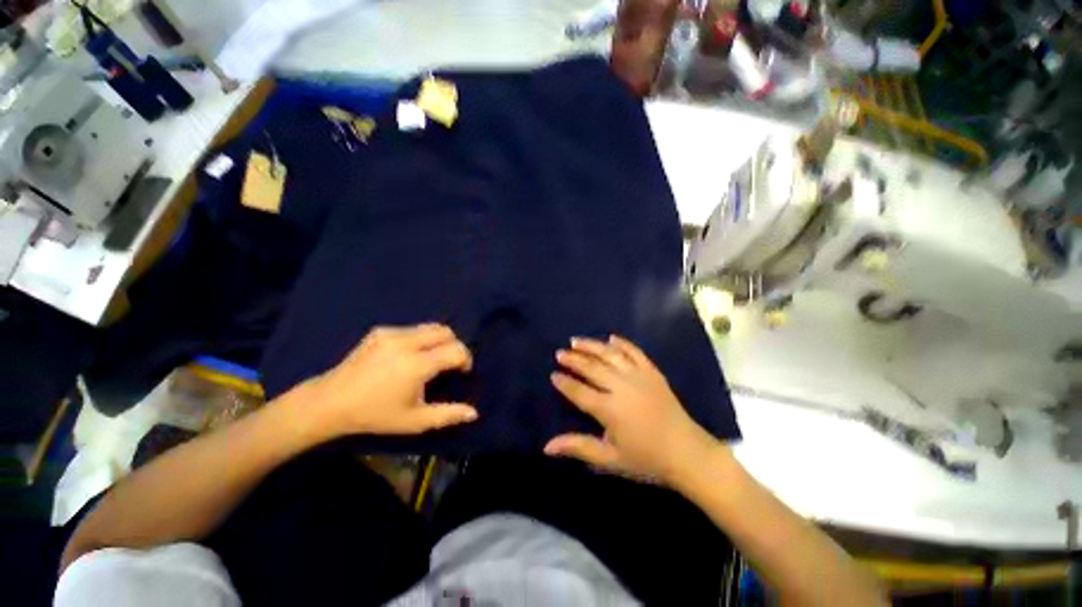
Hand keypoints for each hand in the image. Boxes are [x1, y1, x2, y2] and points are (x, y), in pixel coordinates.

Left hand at [305, 323, 477, 437]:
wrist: (330, 403)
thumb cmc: (375, 415)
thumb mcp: (414, 421)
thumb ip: (447, 415)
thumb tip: (474, 413)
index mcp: (417, 364)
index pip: (456, 350)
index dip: (466, 359)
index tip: (462, 372)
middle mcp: (407, 342)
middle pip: (446, 331)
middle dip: (454, 345)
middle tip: (448, 364)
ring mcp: (392, 333)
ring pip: (430, 327)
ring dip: (438, 341)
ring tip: (430, 359)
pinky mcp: (381, 330)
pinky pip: (412, 329)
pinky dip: (420, 339)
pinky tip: (407, 356)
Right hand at [545, 335, 718, 483]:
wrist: (687, 453)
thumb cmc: (646, 459)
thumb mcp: (609, 458)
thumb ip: (578, 447)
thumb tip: (547, 447)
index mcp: (609, 409)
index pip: (579, 391)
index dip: (564, 383)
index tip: (553, 374)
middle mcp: (621, 387)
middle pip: (592, 368)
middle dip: (573, 359)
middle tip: (560, 353)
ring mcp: (639, 377)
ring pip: (610, 355)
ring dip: (592, 346)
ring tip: (576, 341)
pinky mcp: (653, 373)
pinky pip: (635, 352)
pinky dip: (622, 343)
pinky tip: (611, 338)